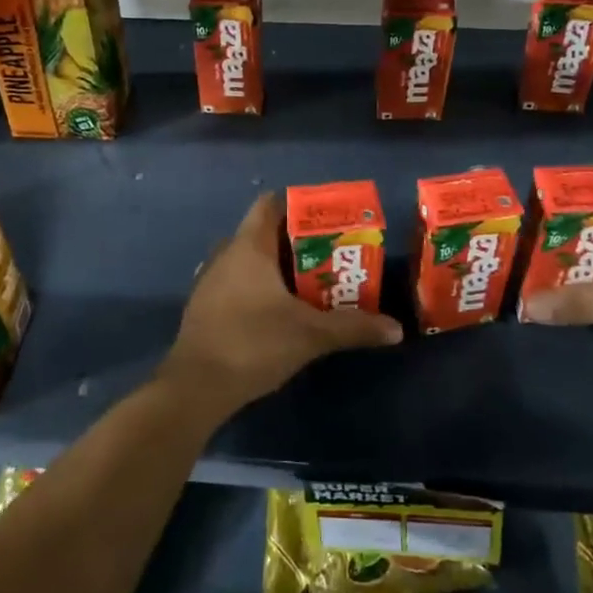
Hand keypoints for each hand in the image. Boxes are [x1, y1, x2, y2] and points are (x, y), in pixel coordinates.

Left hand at [160, 193, 403, 413]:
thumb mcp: (311, 335)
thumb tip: (396, 329)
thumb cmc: (253, 343)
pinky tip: (280, 310)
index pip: (270, 204)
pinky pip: (237, 281)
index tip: (327, 220)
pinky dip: (259, 286)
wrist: (196, 387)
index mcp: (249, 246)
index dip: (298, 205)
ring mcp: (211, 280)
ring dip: (277, 266)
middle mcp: (226, 254)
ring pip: (249, 259)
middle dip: (296, 241)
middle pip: (263, 232)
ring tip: (311, 282)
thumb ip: (354, 327)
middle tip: (330, 255)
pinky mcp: (205, 306)